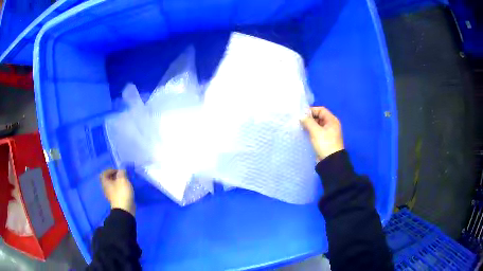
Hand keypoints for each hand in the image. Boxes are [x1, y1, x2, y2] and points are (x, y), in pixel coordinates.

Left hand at [100, 169, 134, 215]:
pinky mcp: (116, 200)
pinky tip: (127, 190)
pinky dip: (121, 189)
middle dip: (116, 176)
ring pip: (114, 186)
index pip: (104, 173)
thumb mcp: (122, 179)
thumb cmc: (122, 193)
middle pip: (109, 179)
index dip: (110, 170)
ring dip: (119, 183)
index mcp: (105, 182)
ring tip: (126, 182)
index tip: (118, 171)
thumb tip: (121, 170)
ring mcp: (111, 195)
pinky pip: (117, 191)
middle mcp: (106, 188)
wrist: (125, 209)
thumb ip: (121, 172)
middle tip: (123, 176)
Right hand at [301, 106, 343, 160]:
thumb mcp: (316, 131)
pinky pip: (318, 132)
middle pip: (319, 117)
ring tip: (301, 127)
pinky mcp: (325, 140)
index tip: (301, 114)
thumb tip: (301, 116)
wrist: (331, 161)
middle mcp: (331, 125)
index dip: (311, 110)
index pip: (321, 110)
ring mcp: (329, 133)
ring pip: (318, 125)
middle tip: (300, 121)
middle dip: (310, 118)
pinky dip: (312, 131)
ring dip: (310, 125)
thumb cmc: (325, 143)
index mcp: (332, 120)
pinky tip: (305, 133)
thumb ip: (308, 122)